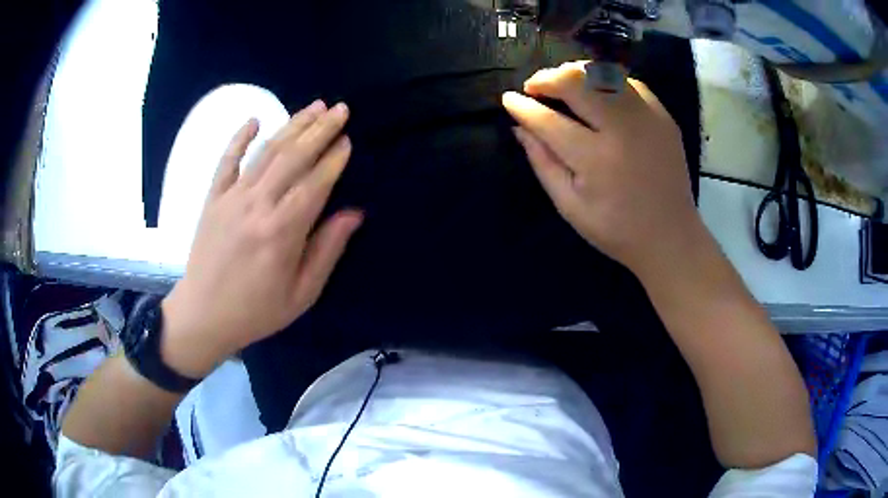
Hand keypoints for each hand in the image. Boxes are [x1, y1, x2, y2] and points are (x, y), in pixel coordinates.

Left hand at [161, 101, 361, 377]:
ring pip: (266, 152)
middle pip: (293, 158)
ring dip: (292, 125)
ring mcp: (231, 198)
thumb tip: (353, 213)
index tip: (348, 140)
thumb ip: (327, 250)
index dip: (334, 159)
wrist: (203, 315)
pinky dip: (239, 138)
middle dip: (320, 130)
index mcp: (282, 232)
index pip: (315, 184)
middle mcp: (257, 206)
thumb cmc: (256, 311)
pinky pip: (226, 161)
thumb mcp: (301, 294)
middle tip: (340, 109)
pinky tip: (254, 119)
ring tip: (314, 106)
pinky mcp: (213, 199)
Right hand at [502, 62, 706, 275]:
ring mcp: (647, 118)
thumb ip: (543, 163)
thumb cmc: (616, 229)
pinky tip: (598, 93)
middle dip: (547, 78)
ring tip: (563, 84)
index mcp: (596, 159)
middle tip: (535, 87)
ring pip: (603, 73)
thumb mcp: (570, 206)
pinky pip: (629, 83)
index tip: (508, 99)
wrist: (670, 236)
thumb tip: (519, 128)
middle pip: (577, 82)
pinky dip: (607, 81)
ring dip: (575, 73)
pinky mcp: (663, 116)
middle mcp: (622, 129)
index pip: (549, 120)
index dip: (523, 107)